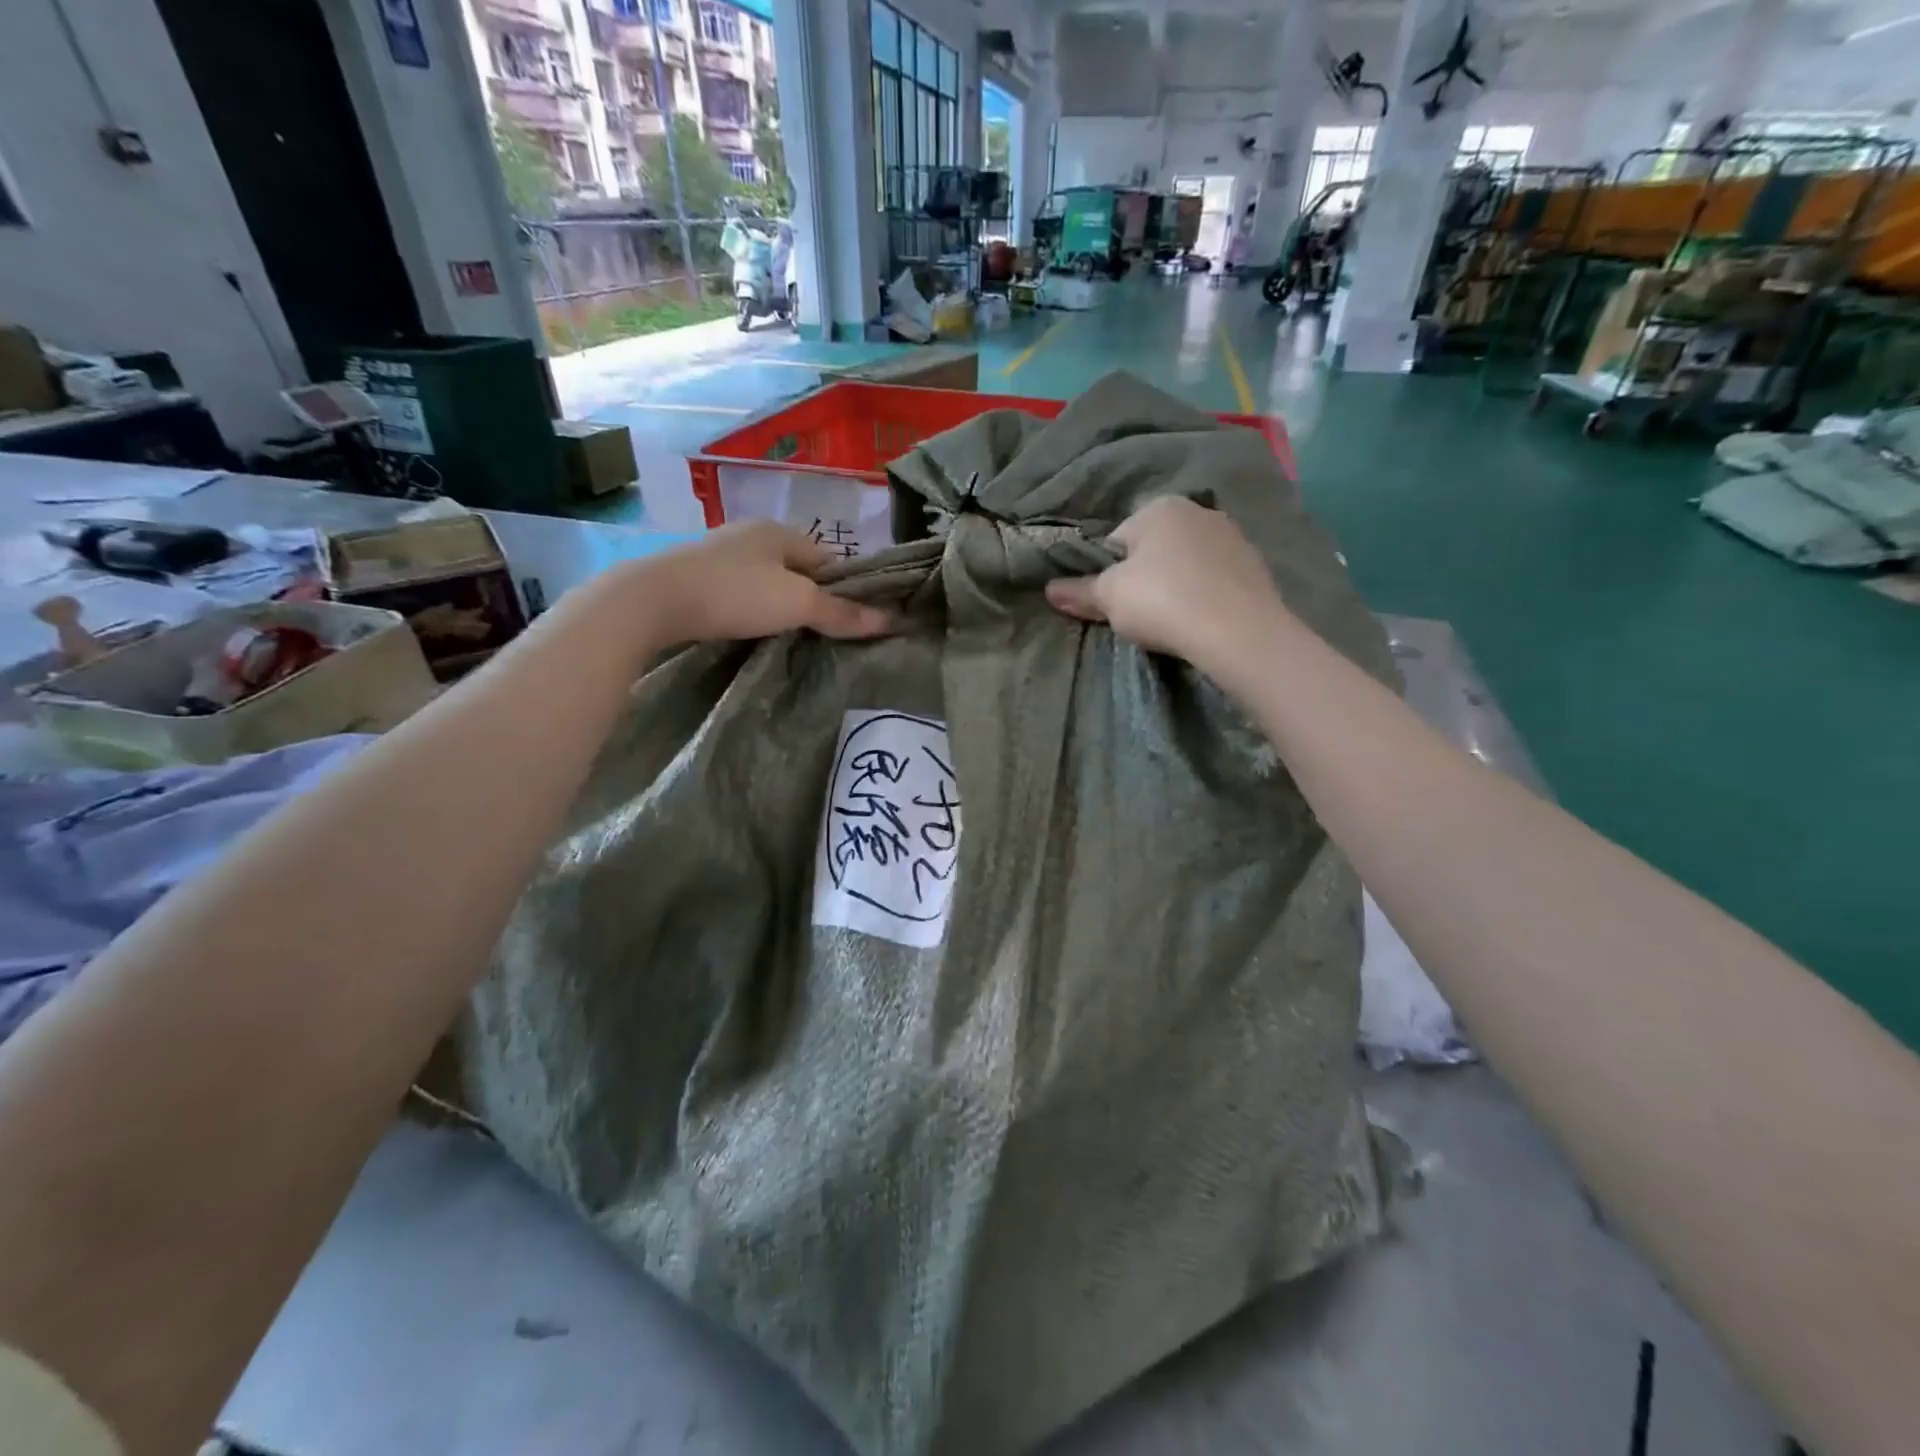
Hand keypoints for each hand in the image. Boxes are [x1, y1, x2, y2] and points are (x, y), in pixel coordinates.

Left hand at [626, 521, 892, 645]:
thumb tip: (891, 620)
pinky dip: (749, 610)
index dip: (843, 589)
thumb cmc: (735, 593)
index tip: (849, 621)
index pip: (828, 559)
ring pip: (765, 582)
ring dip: (778, 605)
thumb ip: (842, 613)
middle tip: (820, 634)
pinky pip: (738, 593)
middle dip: (810, 598)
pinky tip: (748, 630)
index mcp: (780, 531)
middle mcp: (750, 535)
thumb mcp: (797, 603)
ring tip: (786, 637)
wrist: (653, 601)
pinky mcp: (694, 577)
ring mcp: (719, 554)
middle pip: (796, 570)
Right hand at [1044, 495, 1285, 669]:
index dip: (1107, 574)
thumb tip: (1049, 590)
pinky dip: (1203, 597)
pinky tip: (1199, 622)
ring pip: (1186, 564)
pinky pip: (1214, 581)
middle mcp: (1199, 511)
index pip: (1117, 540)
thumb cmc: (1162, 601)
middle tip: (1138, 614)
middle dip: (1143, 578)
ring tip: (1171, 622)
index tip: (1111, 603)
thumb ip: (1078, 592)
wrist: (1238, 631)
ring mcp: (1233, 537)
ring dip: (1175, 587)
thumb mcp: (1109, 598)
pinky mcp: (1256, 567)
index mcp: (1160, 507)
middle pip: (1154, 550)